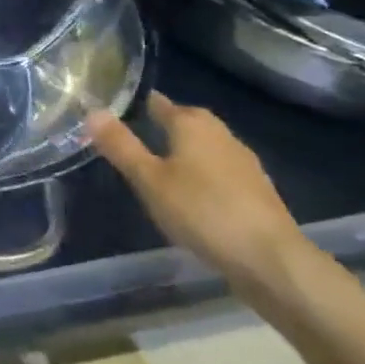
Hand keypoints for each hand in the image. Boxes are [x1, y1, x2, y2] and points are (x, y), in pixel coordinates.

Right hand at [89, 93, 305, 293]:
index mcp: (192, 125)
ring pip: (207, 145)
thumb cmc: (202, 211)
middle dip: (167, 123)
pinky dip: (205, 173)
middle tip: (140, 132)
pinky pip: (222, 169)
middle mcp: (221, 134)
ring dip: (188, 149)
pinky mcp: (258, 190)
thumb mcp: (149, 180)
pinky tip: (195, 193)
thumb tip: (93, 111)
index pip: (161, 104)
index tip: (121, 108)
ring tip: (163, 163)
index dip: (141, 104)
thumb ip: (121, 146)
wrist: (271, 259)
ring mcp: (244, 162)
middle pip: (189, 121)